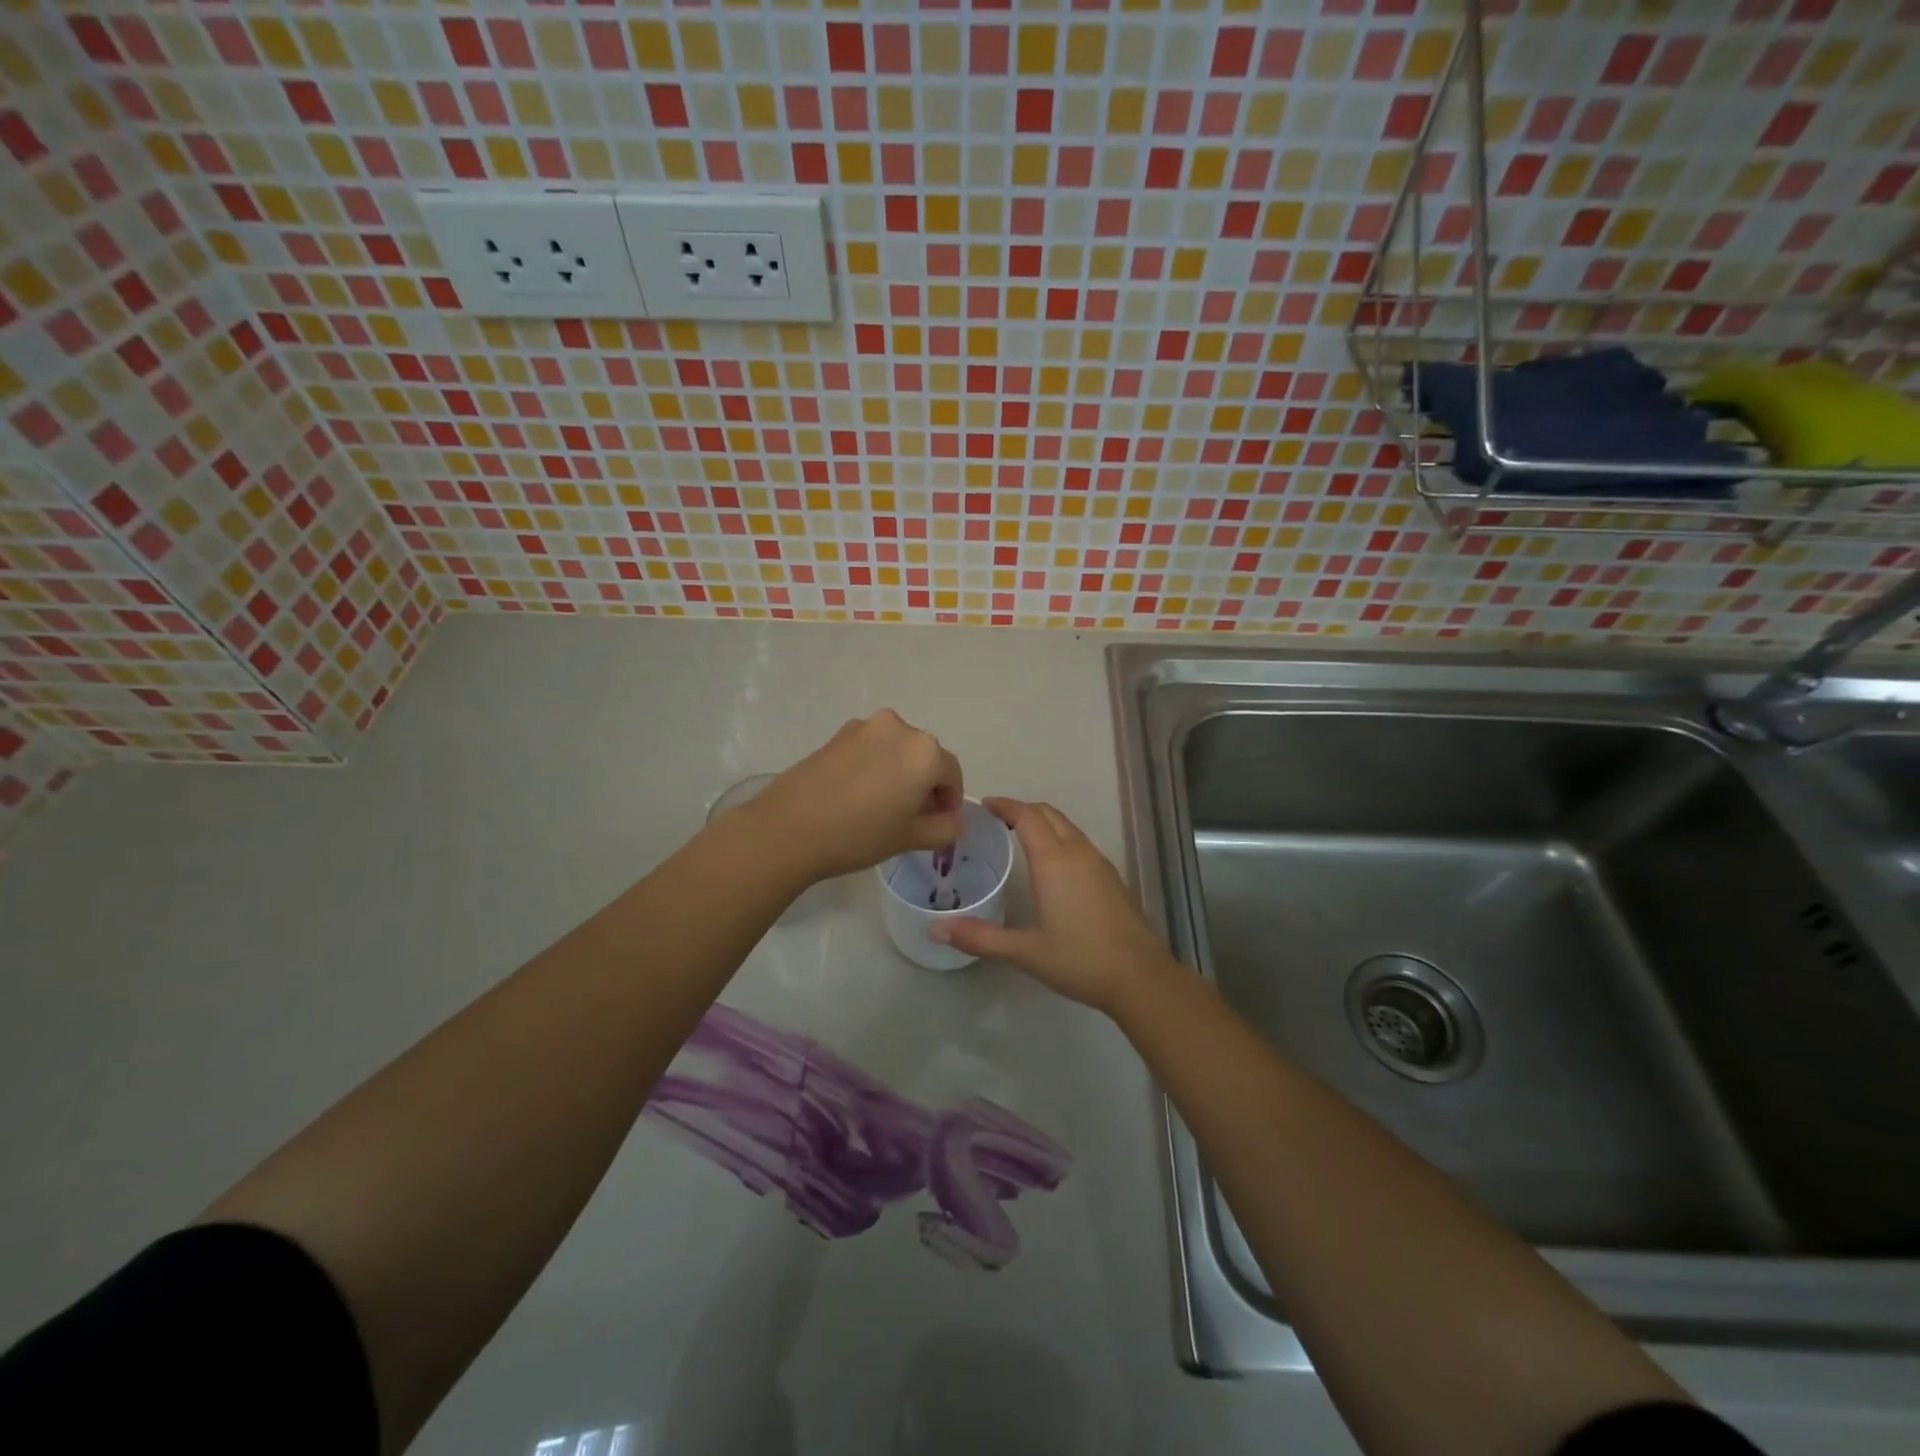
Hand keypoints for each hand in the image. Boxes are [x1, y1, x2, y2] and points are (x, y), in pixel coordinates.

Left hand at [747, 711, 964, 881]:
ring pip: (896, 750)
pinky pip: (870, 748)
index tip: (937, 822)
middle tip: (910, 816)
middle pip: (925, 757)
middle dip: (925, 784)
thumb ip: (946, 827)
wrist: (789, 828)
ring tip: (880, 805)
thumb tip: (954, 818)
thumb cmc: (859, 834)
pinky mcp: (838, 734)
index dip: (950, 800)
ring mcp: (865, 727)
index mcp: (925, 751)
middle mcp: (899, 728)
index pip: (952, 774)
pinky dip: (874, 766)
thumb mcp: (911, 838)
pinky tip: (856, 794)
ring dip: (899, 772)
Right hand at [934, 798, 1173, 1012]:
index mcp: (1054, 861)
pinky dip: (1060, 838)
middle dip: (1023, 809)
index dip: (1005, 805)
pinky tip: (1052, 865)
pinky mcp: (1112, 877)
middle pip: (1048, 814)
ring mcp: (1099, 863)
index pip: (1027, 816)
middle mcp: (1077, 852)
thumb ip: (980, 938)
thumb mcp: (1025, 952)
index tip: (985, 805)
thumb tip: (936, 929)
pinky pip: (1080, 842)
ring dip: (1044, 822)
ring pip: (1068, 827)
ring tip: (1020, 837)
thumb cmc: (1079, 959)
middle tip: (997, 819)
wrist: (1140, 976)